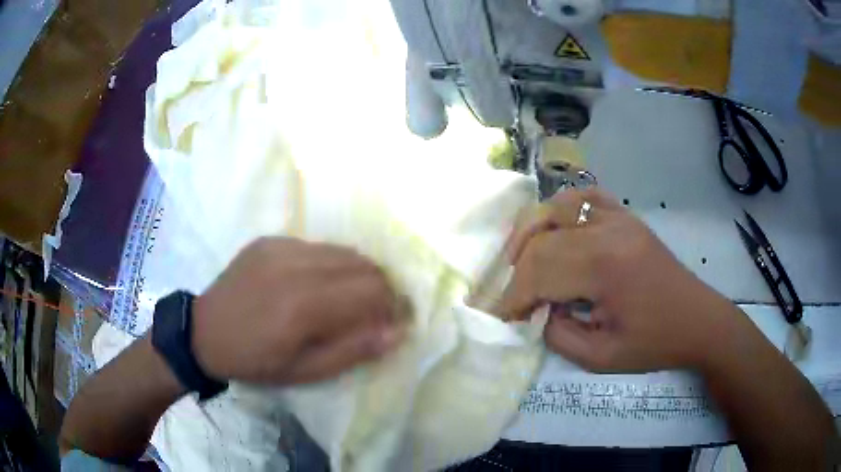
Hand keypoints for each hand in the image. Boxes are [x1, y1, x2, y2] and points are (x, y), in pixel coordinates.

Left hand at [192, 237, 404, 384]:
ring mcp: (280, 247)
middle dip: (379, 288)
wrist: (203, 332)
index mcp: (304, 306)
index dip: (392, 305)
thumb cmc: (255, 361)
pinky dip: (329, 264)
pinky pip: (316, 246)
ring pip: (342, 251)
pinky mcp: (270, 240)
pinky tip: (314, 284)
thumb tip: (397, 331)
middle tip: (372, 312)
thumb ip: (352, 351)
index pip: (372, 291)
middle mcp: (295, 266)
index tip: (391, 322)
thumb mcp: (304, 372)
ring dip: (356, 274)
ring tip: (346, 297)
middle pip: (363, 264)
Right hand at [500, 189, 744, 372]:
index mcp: (605, 266)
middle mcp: (608, 229)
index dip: (514, 296)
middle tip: (514, 299)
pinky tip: (555, 230)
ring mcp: (618, 216)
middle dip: (518, 271)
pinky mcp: (625, 216)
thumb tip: (536, 311)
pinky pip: (583, 198)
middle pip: (542, 238)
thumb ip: (557, 334)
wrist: (697, 319)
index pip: (540, 271)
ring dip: (531, 233)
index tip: (502, 317)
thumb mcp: (601, 357)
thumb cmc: (654, 343)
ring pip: (556, 208)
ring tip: (522, 261)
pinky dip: (560, 210)